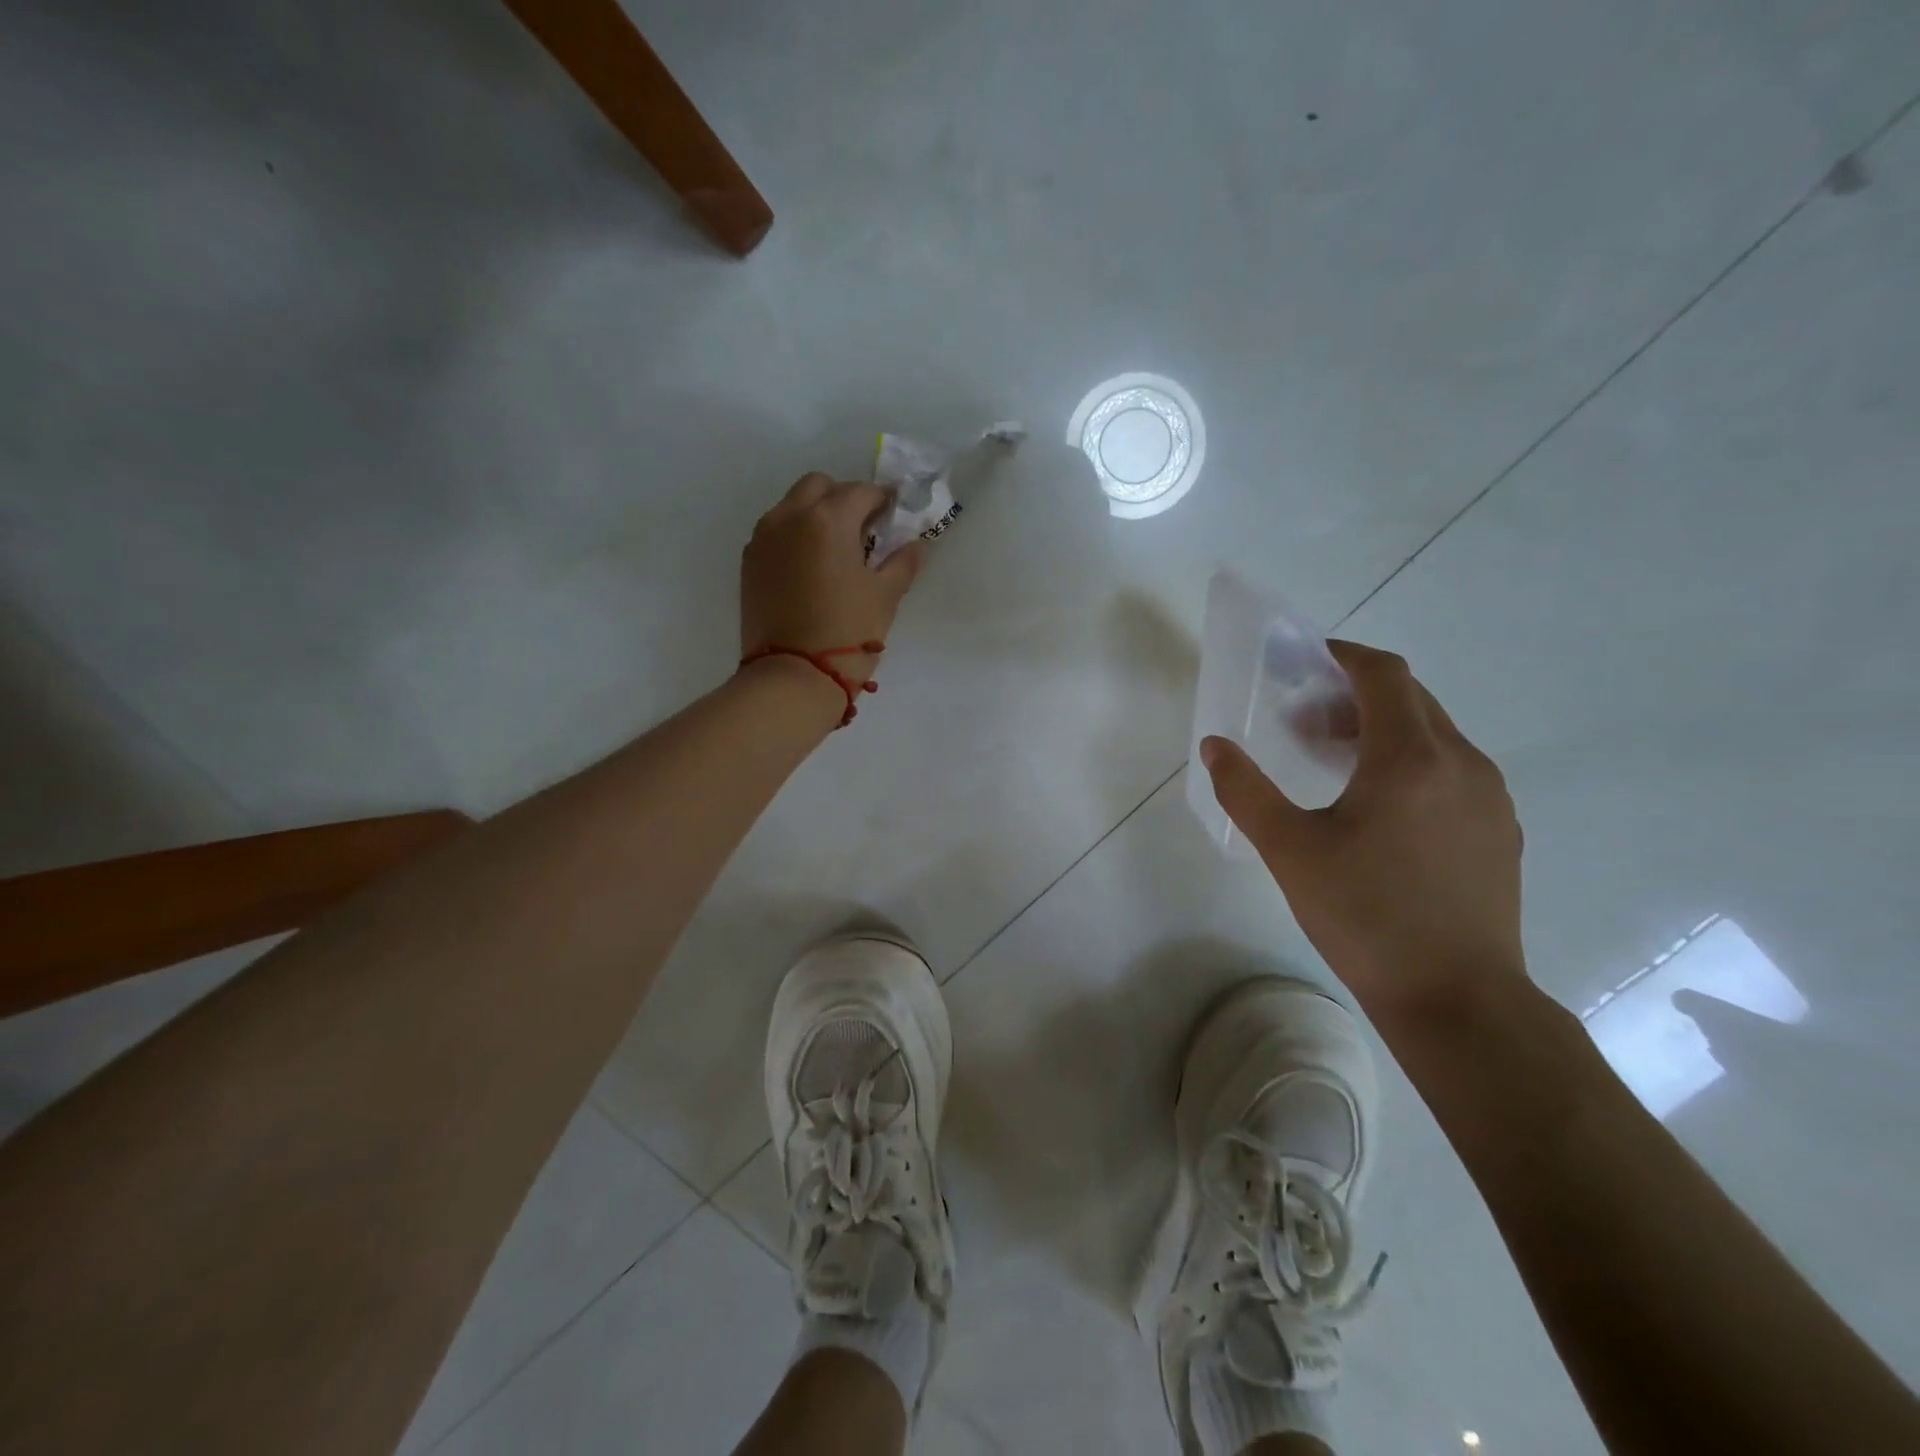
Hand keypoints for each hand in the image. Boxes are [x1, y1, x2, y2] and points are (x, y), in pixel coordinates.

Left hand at [741, 473, 923, 690]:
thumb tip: (916, 545)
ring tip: (835, 549)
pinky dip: (795, 535)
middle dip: (843, 498)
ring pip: (792, 505)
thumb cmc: (848, 633)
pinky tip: (811, 566)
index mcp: (828, 520)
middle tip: (863, 529)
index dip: (882, 500)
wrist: (792, 677)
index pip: (861, 492)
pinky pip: (775, 531)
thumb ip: (902, 563)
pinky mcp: (749, 562)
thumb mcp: (885, 597)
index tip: (893, 515)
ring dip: (816, 514)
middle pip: (819, 486)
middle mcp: (790, 517)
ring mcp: (763, 538)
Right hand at [1201, 640, 1525, 1016]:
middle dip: (1354, 695)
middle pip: (1410, 699)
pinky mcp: (1499, 831)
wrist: (1458, 999)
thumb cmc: (1366, 916)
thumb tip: (1215, 746)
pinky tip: (1380, 809)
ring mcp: (1490, 798)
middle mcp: (1462, 763)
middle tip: (1303, 720)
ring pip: (1434, 735)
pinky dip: (1411, 762)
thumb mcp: (1289, 850)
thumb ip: (1246, 790)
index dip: (1343, 656)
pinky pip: (1452, 770)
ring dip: (1382, 730)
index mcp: (1411, 758)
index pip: (1384, 675)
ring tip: (1334, 763)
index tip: (1305, 662)